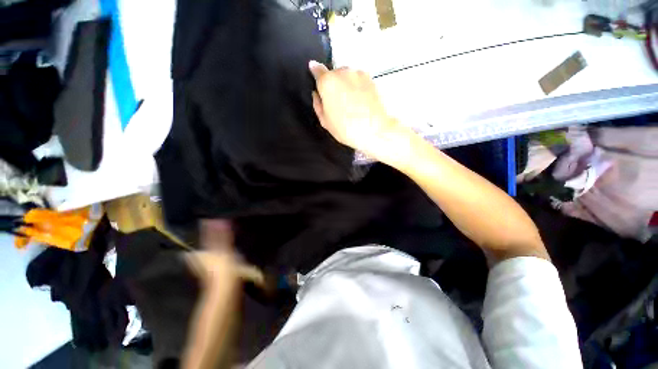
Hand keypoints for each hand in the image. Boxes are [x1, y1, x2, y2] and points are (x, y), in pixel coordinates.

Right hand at [309, 61, 409, 163]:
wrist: (375, 130)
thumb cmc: (346, 129)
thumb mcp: (325, 121)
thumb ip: (318, 104)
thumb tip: (317, 93)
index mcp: (328, 82)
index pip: (317, 70)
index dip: (315, 72)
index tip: (314, 71)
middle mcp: (342, 72)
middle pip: (333, 74)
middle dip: (333, 84)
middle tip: (337, 102)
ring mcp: (358, 74)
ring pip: (347, 76)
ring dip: (346, 85)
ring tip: (351, 104)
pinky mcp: (371, 78)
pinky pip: (358, 80)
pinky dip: (357, 87)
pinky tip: (360, 102)